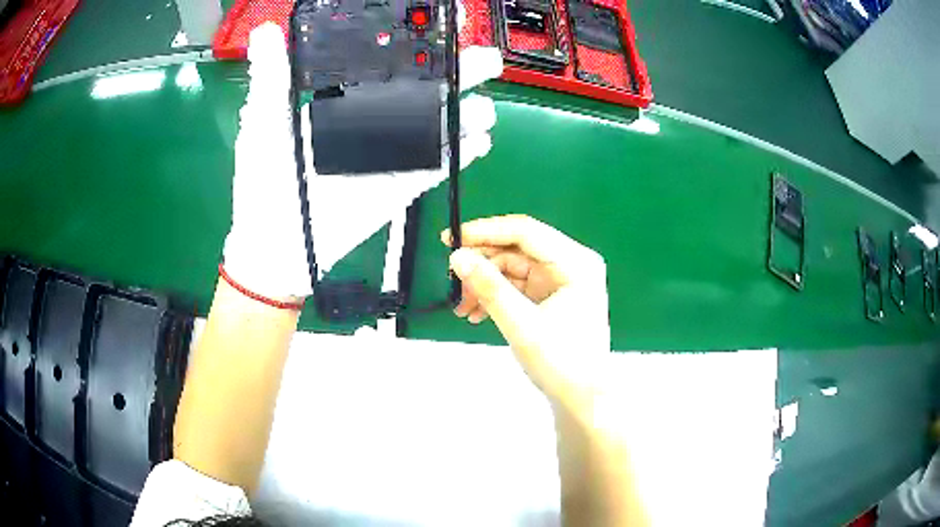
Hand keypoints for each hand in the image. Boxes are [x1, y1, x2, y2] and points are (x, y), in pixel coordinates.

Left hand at [224, 23, 503, 289]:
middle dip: (458, 72)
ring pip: (439, 126)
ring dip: (466, 115)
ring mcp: (391, 153)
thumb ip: (271, 77)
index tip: (440, 24)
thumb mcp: (264, 122)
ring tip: (483, 107)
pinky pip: (438, 166)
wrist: (276, 243)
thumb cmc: (263, 180)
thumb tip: (267, 31)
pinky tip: (481, 142)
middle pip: (425, 89)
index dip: (416, 45)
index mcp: (345, 99)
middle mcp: (374, 120)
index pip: (389, 63)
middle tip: (485, 59)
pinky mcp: (401, 184)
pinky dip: (462, 155)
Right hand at [442, 215, 609, 411]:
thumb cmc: (562, 363)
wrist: (581, 399)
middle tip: (453, 278)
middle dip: (483, 264)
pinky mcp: (552, 297)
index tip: (451, 239)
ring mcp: (562, 281)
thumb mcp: (521, 324)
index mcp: (576, 263)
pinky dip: (496, 296)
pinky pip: (517, 286)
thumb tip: (458, 257)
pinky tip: (476, 313)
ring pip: (513, 268)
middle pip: (518, 249)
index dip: (485, 232)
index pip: (525, 232)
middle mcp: (571, 265)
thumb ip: (489, 288)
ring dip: (485, 284)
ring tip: (462, 306)